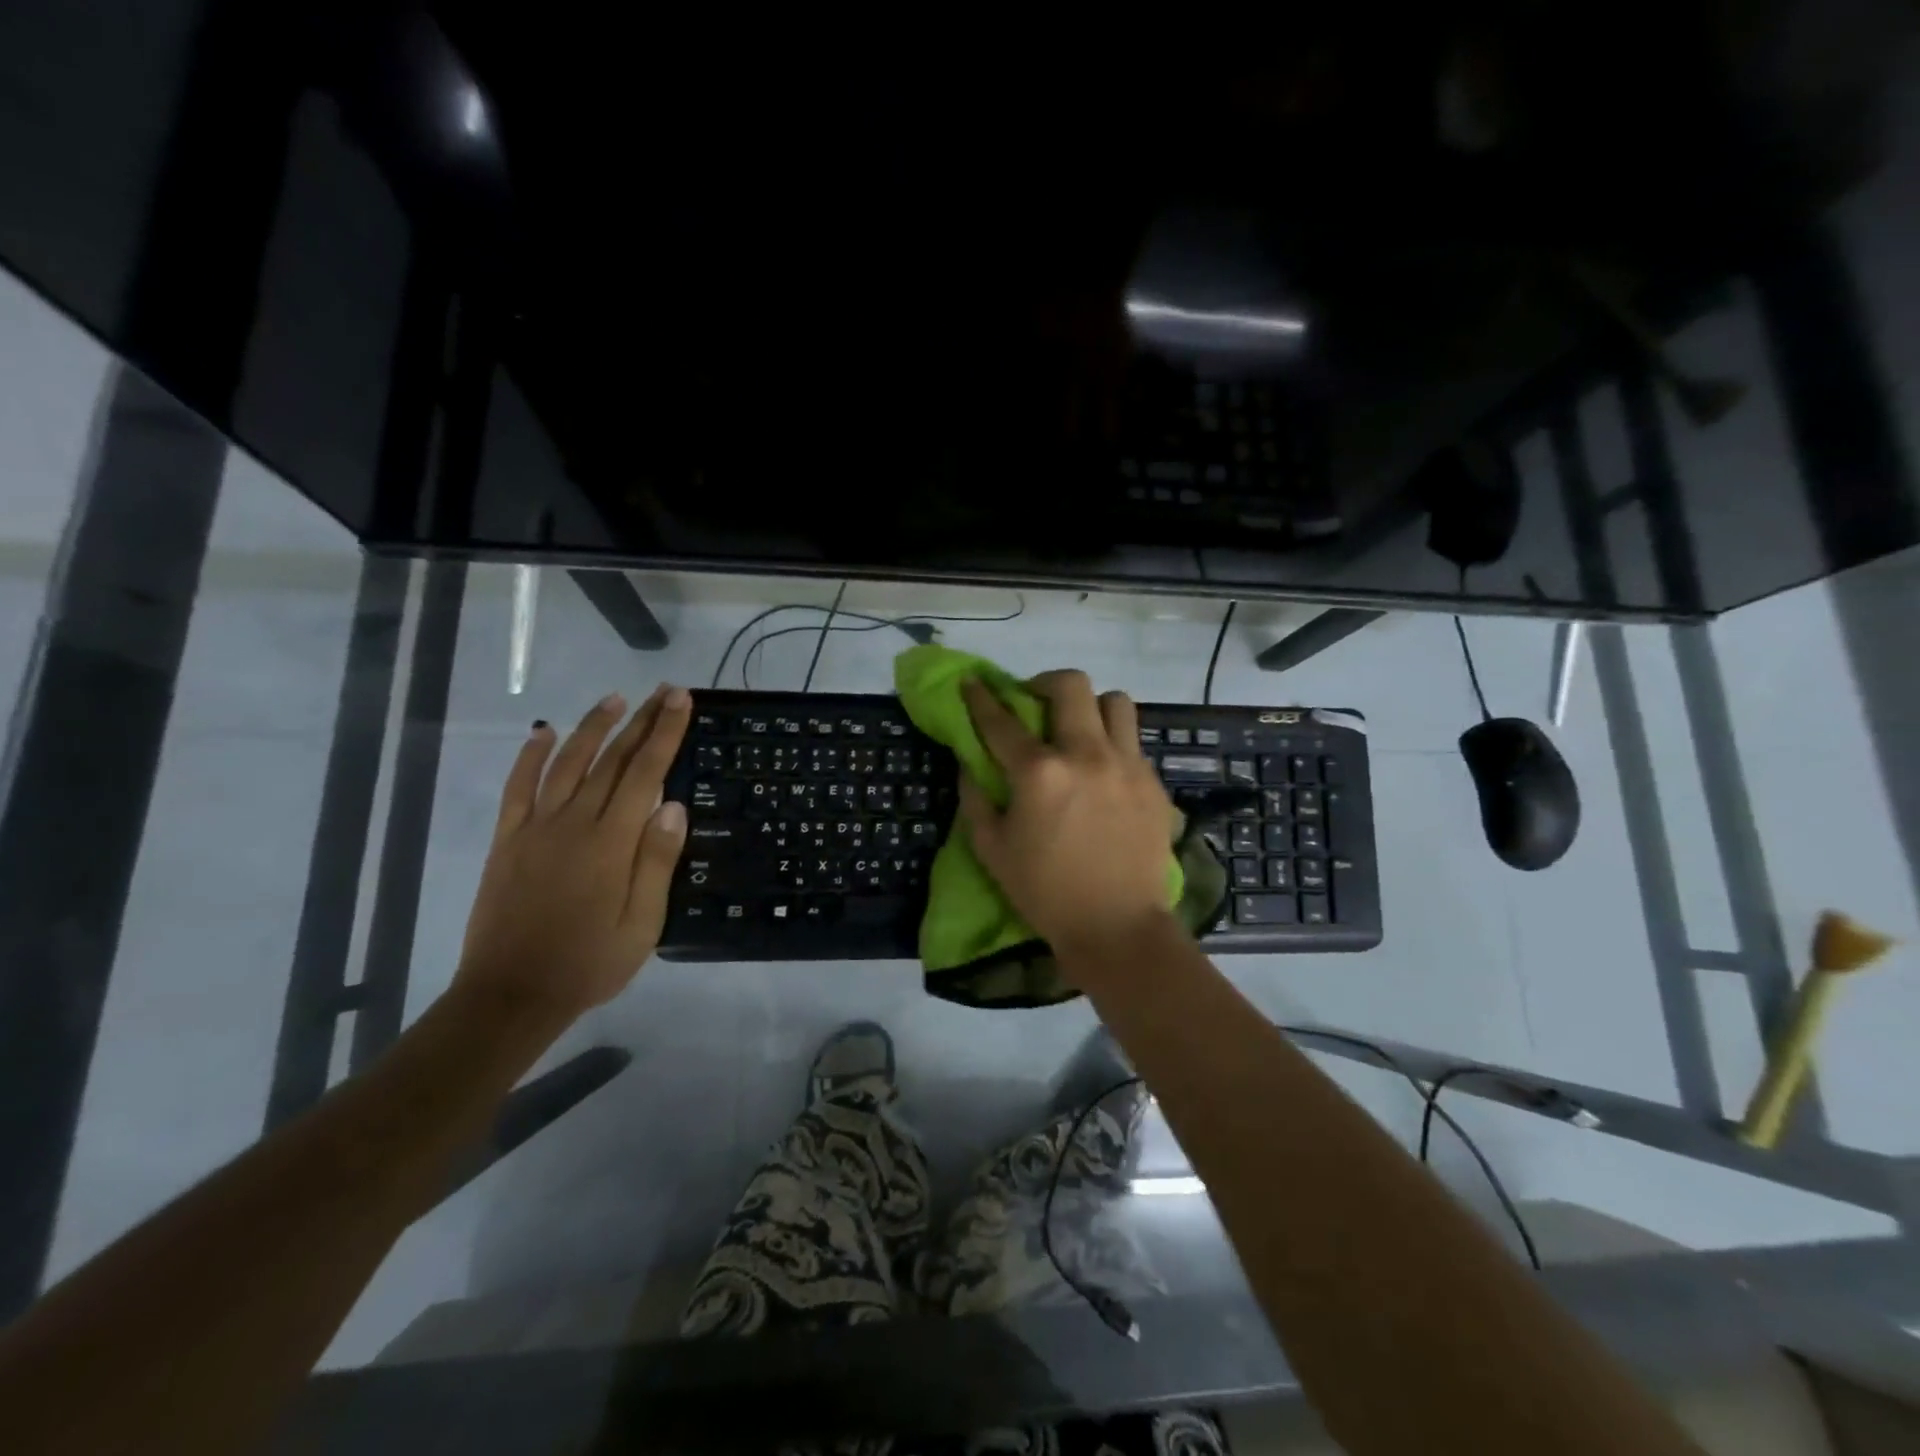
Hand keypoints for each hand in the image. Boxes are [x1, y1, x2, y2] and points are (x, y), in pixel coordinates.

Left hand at [456, 685, 691, 1018]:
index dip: (665, 733)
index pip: (645, 773)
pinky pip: (518, 788)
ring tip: (615, 699)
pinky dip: (530, 756)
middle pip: (612, 760)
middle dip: (641, 721)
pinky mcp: (507, 840)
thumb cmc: (589, 963)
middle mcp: (574, 822)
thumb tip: (673, 804)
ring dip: (592, 727)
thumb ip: (657, 862)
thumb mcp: (642, 924)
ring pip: (567, 763)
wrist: (511, 994)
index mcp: (611, 842)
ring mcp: (535, 828)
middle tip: (663, 692)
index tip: (681, 701)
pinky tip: (543, 732)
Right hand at [959, 670, 1179, 969]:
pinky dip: (1113, 743)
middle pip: (1071, 686)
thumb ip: (975, 799)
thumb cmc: (1045, 892)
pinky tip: (1103, 771)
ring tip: (1079, 730)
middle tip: (1035, 704)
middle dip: (1045, 683)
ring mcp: (1126, 765)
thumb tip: (970, 764)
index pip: (1002, 720)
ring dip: (1090, 706)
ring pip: (1115, 701)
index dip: (981, 697)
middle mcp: (1086, 754)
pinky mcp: (1153, 782)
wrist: (1117, 926)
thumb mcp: (992, 850)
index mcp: (1039, 772)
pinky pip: (1133, 740)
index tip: (973, 682)